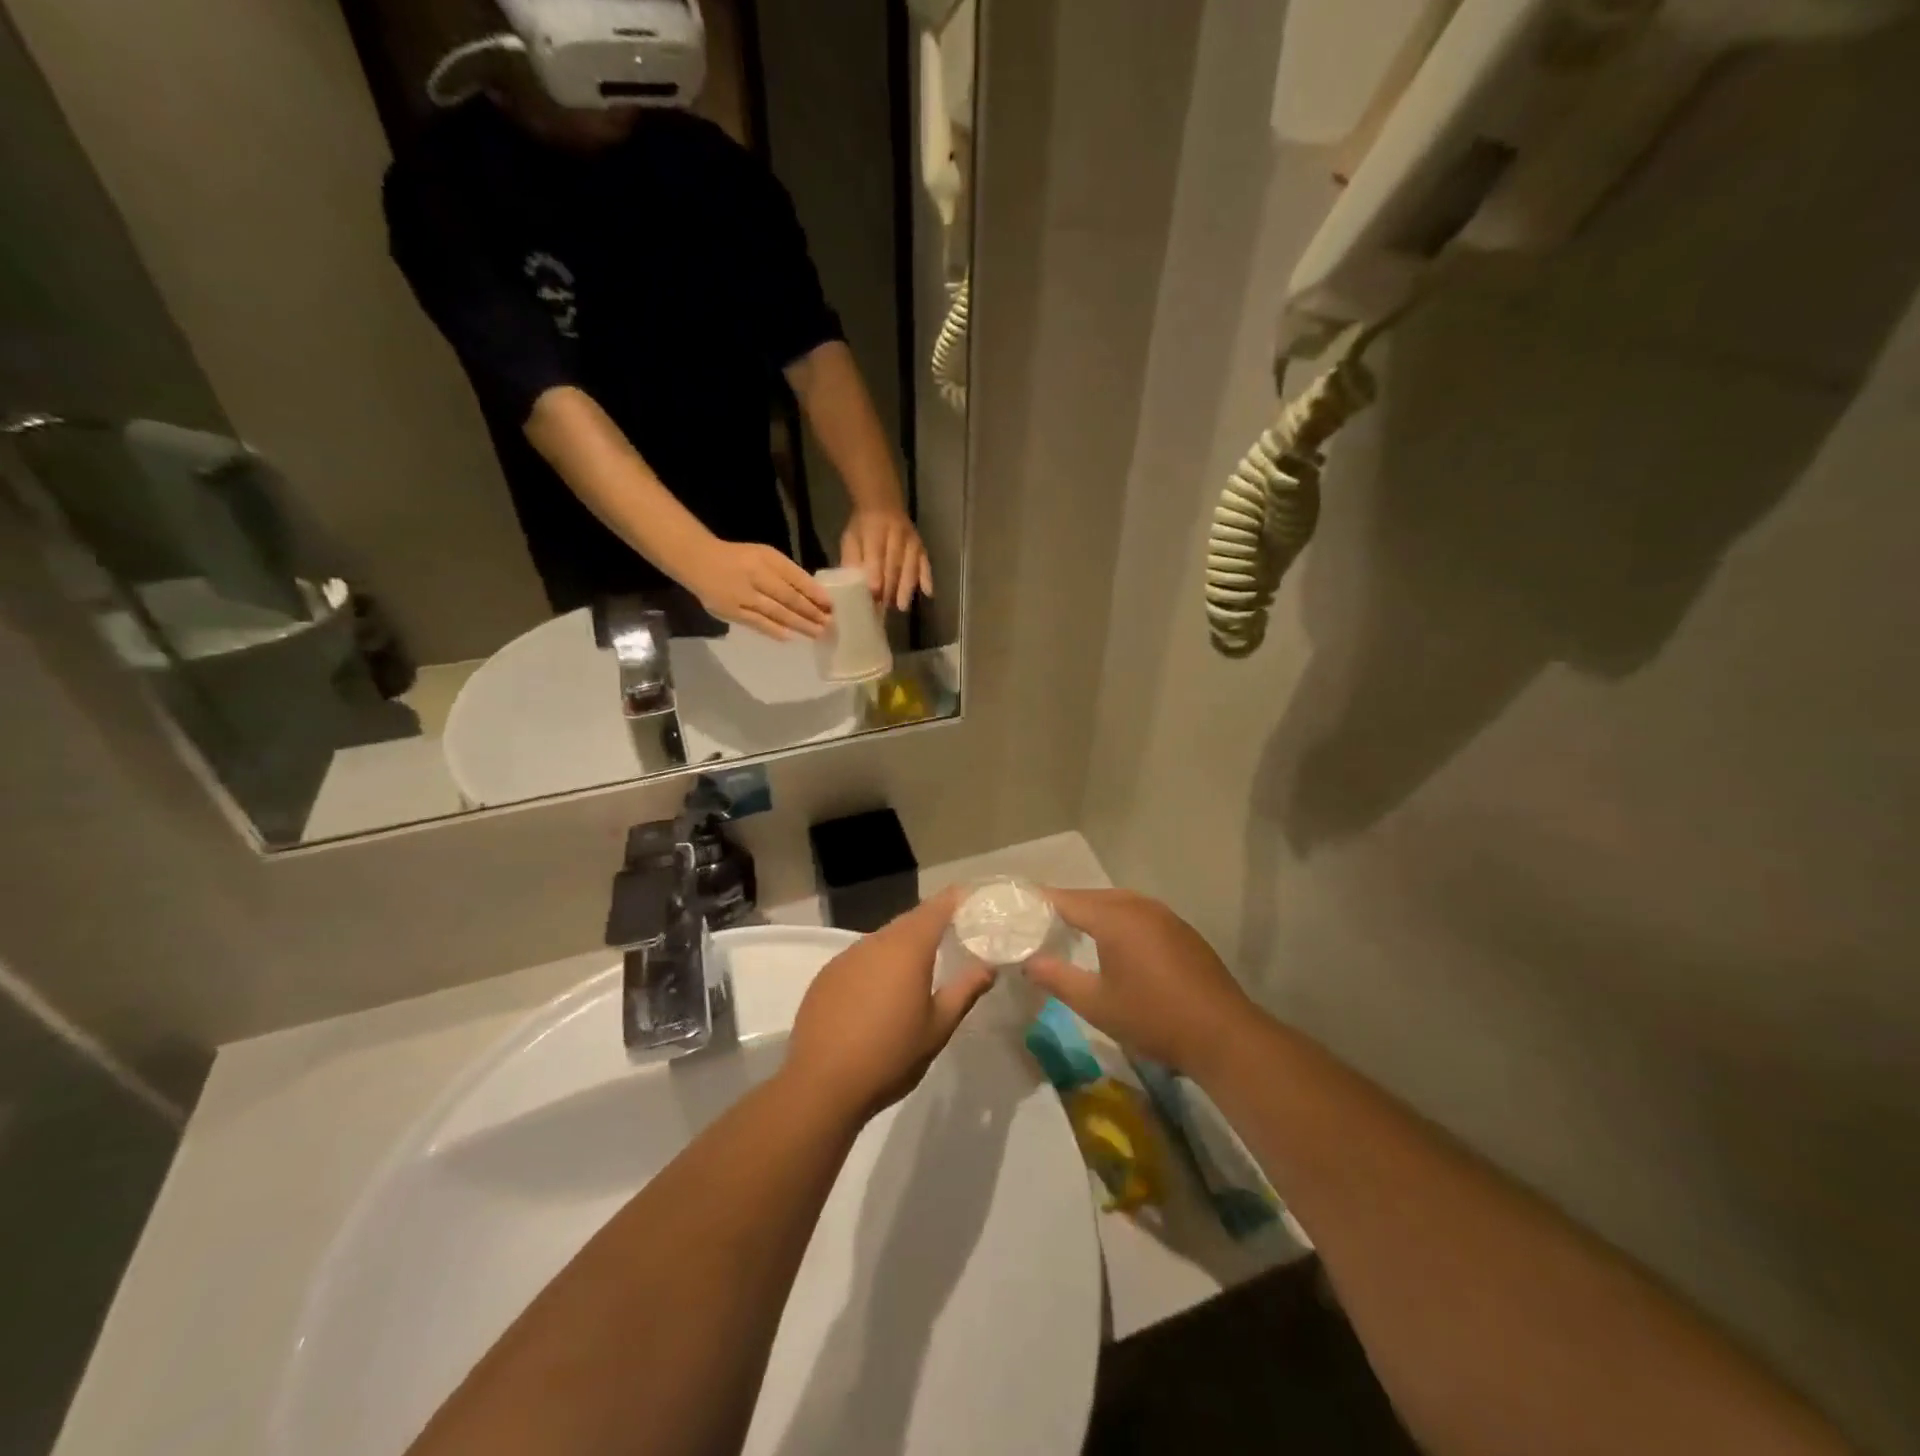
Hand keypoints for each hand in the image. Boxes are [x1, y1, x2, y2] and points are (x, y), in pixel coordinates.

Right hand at [686, 539, 832, 640]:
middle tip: (829, 624)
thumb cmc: (739, 559)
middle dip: (812, 612)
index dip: (815, 593)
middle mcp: (756, 575)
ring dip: (799, 624)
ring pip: (776, 612)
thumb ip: (787, 573)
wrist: (699, 561)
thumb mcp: (765, 556)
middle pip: (789, 597)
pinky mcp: (731, 611)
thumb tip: (814, 594)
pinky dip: (775, 630)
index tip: (831, 605)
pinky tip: (791, 637)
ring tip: (817, 633)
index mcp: (767, 559)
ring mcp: (743, 595)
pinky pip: (757, 623)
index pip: (796, 578)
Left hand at [784, 888, 994, 1121]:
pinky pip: (860, 958)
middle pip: (909, 921)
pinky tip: (880, 992)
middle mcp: (875, 942)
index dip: (956, 899)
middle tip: (954, 934)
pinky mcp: (826, 976)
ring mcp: (846, 957)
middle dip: (932, 923)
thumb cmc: (890, 1056)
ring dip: (902, 946)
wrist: (822, 1085)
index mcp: (907, 948)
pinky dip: (877, 964)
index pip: (937, 908)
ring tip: (919, 967)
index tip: (973, 899)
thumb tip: (988, 967)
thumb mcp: (938, 1028)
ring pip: (882, 940)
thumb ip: (964, 991)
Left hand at [840, 507, 933, 612]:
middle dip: (890, 587)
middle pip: (895, 564)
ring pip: (911, 565)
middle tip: (885, 607)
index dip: (876, 575)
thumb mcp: (851, 539)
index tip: (874, 595)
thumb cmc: (863, 527)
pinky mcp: (921, 546)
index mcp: (875, 530)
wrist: (882, 504)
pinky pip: (925, 562)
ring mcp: (911, 540)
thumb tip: (851, 586)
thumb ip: (851, 560)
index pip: (876, 555)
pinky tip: (927, 592)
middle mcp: (896, 534)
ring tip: (901, 606)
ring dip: (907, 587)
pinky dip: (927, 577)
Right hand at [1023, 889, 1256, 1079]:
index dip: (1040, 902)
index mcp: (1115, 917)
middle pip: (1092, 896)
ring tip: (1070, 928)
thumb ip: (1057, 978)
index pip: (1066, 899)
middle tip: (1038, 920)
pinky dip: (1118, 919)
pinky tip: (1114, 942)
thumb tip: (1027, 963)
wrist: (1222, 1034)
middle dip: (1065, 905)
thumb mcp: (1096, 1004)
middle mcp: (1139, 906)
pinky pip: (1139, 913)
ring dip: (1093, 911)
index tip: (1016, 906)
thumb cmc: (1153, 1017)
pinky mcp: (1182, 931)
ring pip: (1118, 903)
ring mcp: (1165, 916)